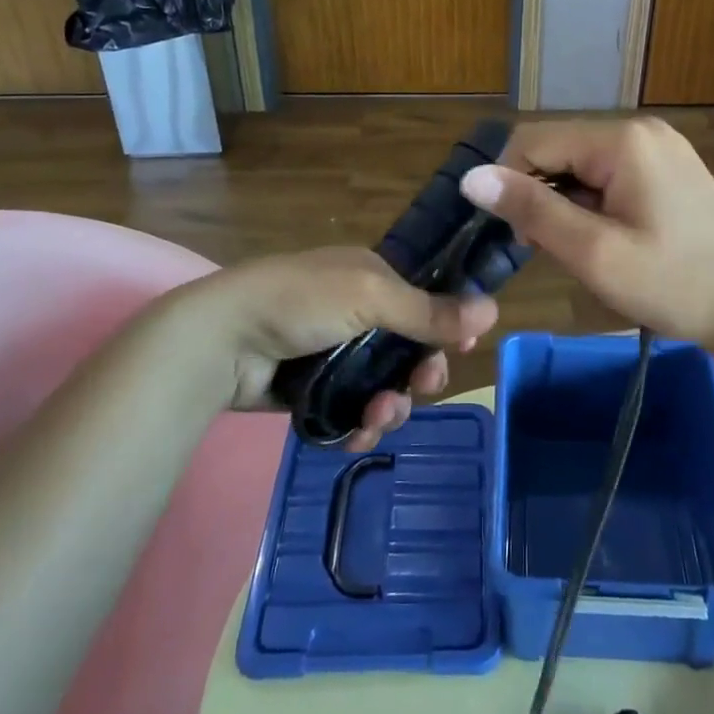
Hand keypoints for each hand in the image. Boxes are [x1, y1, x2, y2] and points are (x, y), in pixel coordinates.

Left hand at [171, 246, 498, 451]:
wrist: (220, 341)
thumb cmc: (299, 302)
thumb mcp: (369, 296)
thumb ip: (429, 310)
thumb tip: (493, 311)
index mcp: (369, 276)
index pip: (423, 300)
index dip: (445, 326)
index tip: (462, 350)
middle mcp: (354, 312)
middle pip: (407, 349)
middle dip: (420, 373)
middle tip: (423, 388)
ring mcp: (331, 353)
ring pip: (383, 386)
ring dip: (390, 406)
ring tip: (377, 419)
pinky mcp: (312, 391)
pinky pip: (352, 413)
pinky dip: (359, 427)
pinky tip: (356, 436)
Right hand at [458, 118, 713, 355]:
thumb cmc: (674, 284)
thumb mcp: (594, 252)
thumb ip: (531, 209)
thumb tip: (472, 178)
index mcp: (622, 139)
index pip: (534, 140)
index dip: (508, 182)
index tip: (513, 235)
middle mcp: (640, 129)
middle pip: (559, 148)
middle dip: (539, 193)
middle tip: (547, 249)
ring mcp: (659, 146)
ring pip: (581, 163)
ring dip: (565, 201)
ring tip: (579, 249)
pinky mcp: (669, 167)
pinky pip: (609, 173)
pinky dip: (592, 202)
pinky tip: (603, 237)